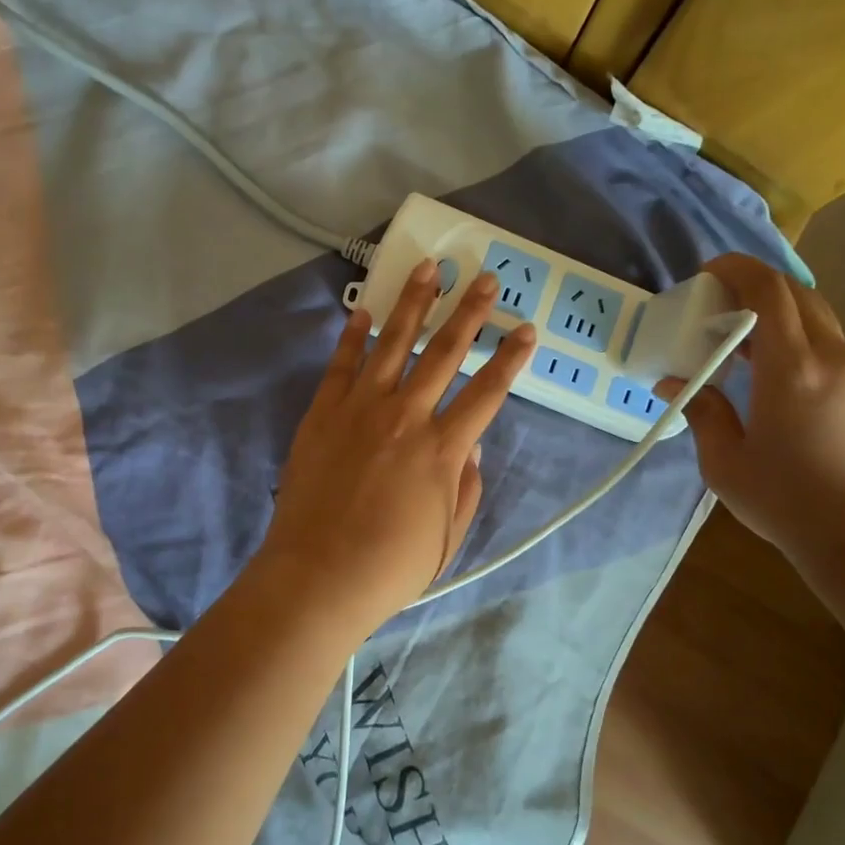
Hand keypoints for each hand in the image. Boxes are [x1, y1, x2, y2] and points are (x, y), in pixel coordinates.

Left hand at [256, 260, 536, 636]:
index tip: (528, 328)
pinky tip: (364, 310)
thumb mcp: (448, 536)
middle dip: (470, 312)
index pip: (488, 392)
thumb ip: (466, 487)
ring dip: (415, 303)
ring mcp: (361, 409)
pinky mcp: (324, 412)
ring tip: (429, 268)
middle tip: (485, 278)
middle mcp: (407, 416)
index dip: (512, 359)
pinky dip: (353, 336)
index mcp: (443, 449)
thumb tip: (472, 446)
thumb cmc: (390, 566)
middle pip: (445, 352)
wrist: (317, 576)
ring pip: (394, 343)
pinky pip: (342, 364)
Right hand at [657, 255, 844, 566]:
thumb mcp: (725, 461)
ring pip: (815, 315)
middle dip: (754, 284)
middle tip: (716, 302)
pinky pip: (825, 340)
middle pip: (796, 292)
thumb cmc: (787, 501)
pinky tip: (768, 367)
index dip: (736, 269)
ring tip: (737, 335)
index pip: (769, 291)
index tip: (705, 274)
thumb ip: (701, 410)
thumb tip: (674, 382)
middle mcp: (831, 357)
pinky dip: (793, 334)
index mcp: (793, 368)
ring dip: (775, 310)